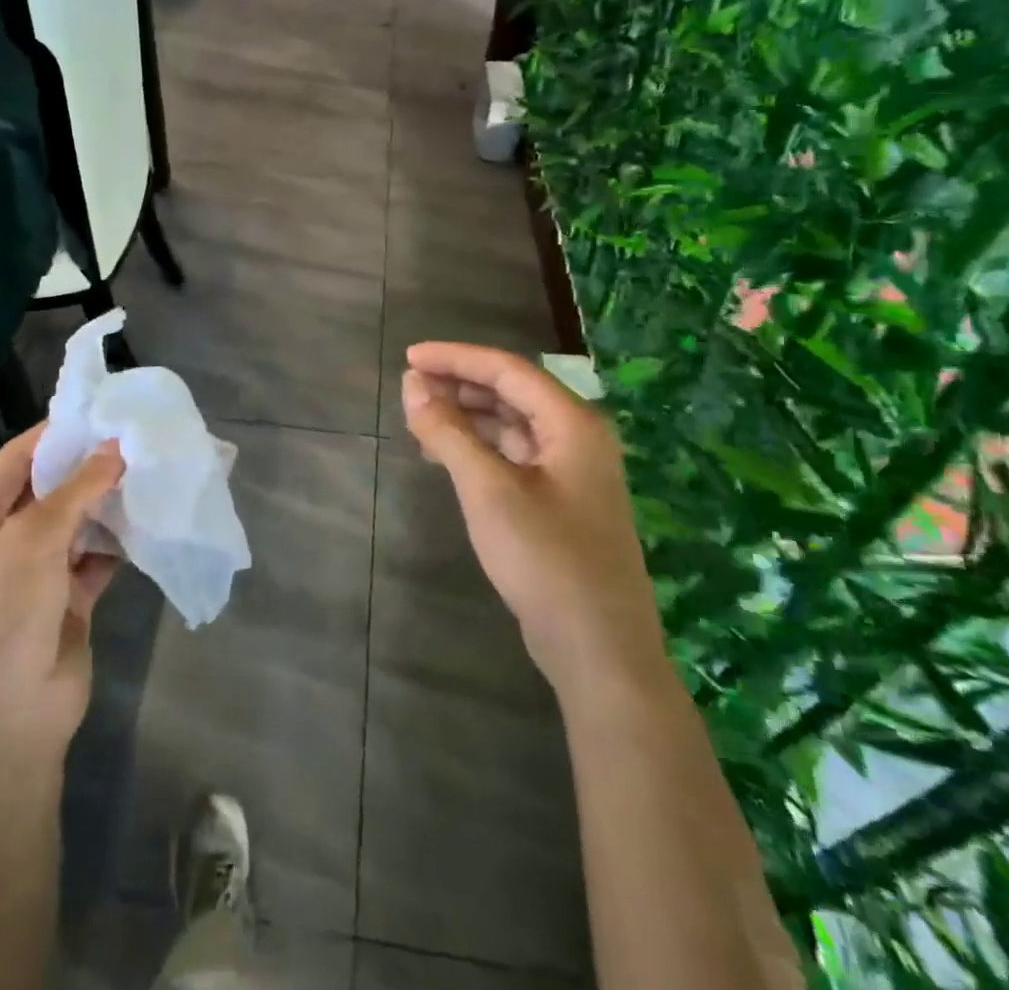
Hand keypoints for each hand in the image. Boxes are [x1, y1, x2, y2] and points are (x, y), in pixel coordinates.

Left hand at [0, 423, 124, 769]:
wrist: (6, 727)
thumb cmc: (0, 620)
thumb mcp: (30, 544)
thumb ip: (75, 491)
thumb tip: (116, 448)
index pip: (18, 458)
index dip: (58, 433)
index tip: (105, 409)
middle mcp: (3, 539)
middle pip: (52, 488)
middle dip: (91, 466)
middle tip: (140, 437)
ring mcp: (36, 570)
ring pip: (78, 520)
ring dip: (108, 501)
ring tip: (151, 469)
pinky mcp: (69, 597)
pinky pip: (97, 554)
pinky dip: (118, 539)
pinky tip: (148, 518)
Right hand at [401, 342, 668, 691]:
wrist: (599, 650)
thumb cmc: (545, 560)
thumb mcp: (487, 490)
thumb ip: (448, 432)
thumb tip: (412, 384)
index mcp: (571, 423)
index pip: (507, 369)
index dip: (455, 358)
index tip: (409, 357)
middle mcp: (577, 437)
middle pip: (511, 392)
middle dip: (459, 385)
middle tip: (410, 388)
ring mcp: (572, 471)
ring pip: (512, 424)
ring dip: (467, 416)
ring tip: (420, 419)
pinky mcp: (561, 501)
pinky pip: (514, 455)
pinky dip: (480, 448)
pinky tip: (448, 456)